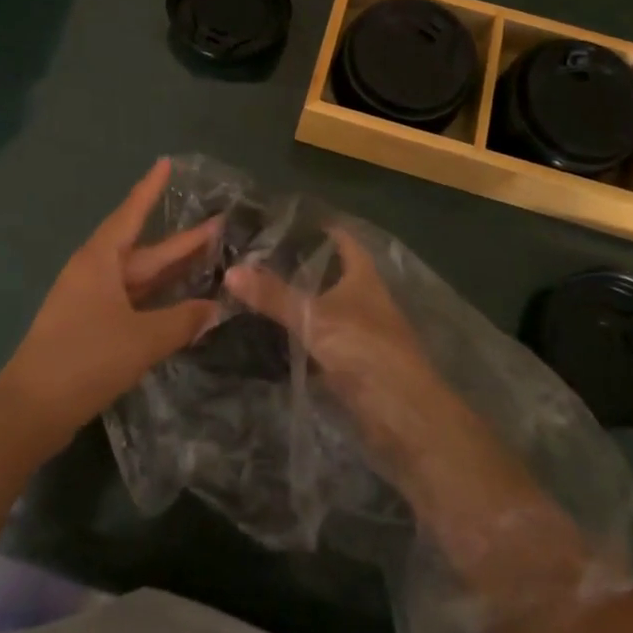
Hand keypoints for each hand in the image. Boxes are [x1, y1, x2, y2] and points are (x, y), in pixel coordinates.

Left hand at [0, 158, 218, 450]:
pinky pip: (130, 301)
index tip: (166, 162)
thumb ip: (183, 321)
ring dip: (170, 271)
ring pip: (138, 277)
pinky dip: (156, 299)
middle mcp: (93, 273)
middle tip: (218, 225)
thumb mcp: (142, 339)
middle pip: (143, 250)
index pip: (131, 213)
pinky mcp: (89, 327)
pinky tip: (178, 303)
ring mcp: (89, 300)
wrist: (31, 410)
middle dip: (180, 240)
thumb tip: (216, 308)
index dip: (151, 189)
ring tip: (207, 259)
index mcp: (99, 261)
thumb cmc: (85, 359)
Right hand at [225, 230, 448, 460]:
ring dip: (295, 299)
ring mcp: (357, 331)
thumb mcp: (314, 317)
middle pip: (329, 272)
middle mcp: (363, 298)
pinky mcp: (350, 362)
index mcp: (363, 276)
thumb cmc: (364, 350)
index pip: (341, 239)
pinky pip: (317, 338)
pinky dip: (297, 333)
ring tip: (254, 287)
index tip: (280, 218)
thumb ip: (273, 295)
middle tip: (255, 254)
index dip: (317, 226)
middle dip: (297, 264)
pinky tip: (269, 330)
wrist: (401, 414)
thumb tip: (231, 270)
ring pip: (321, 306)